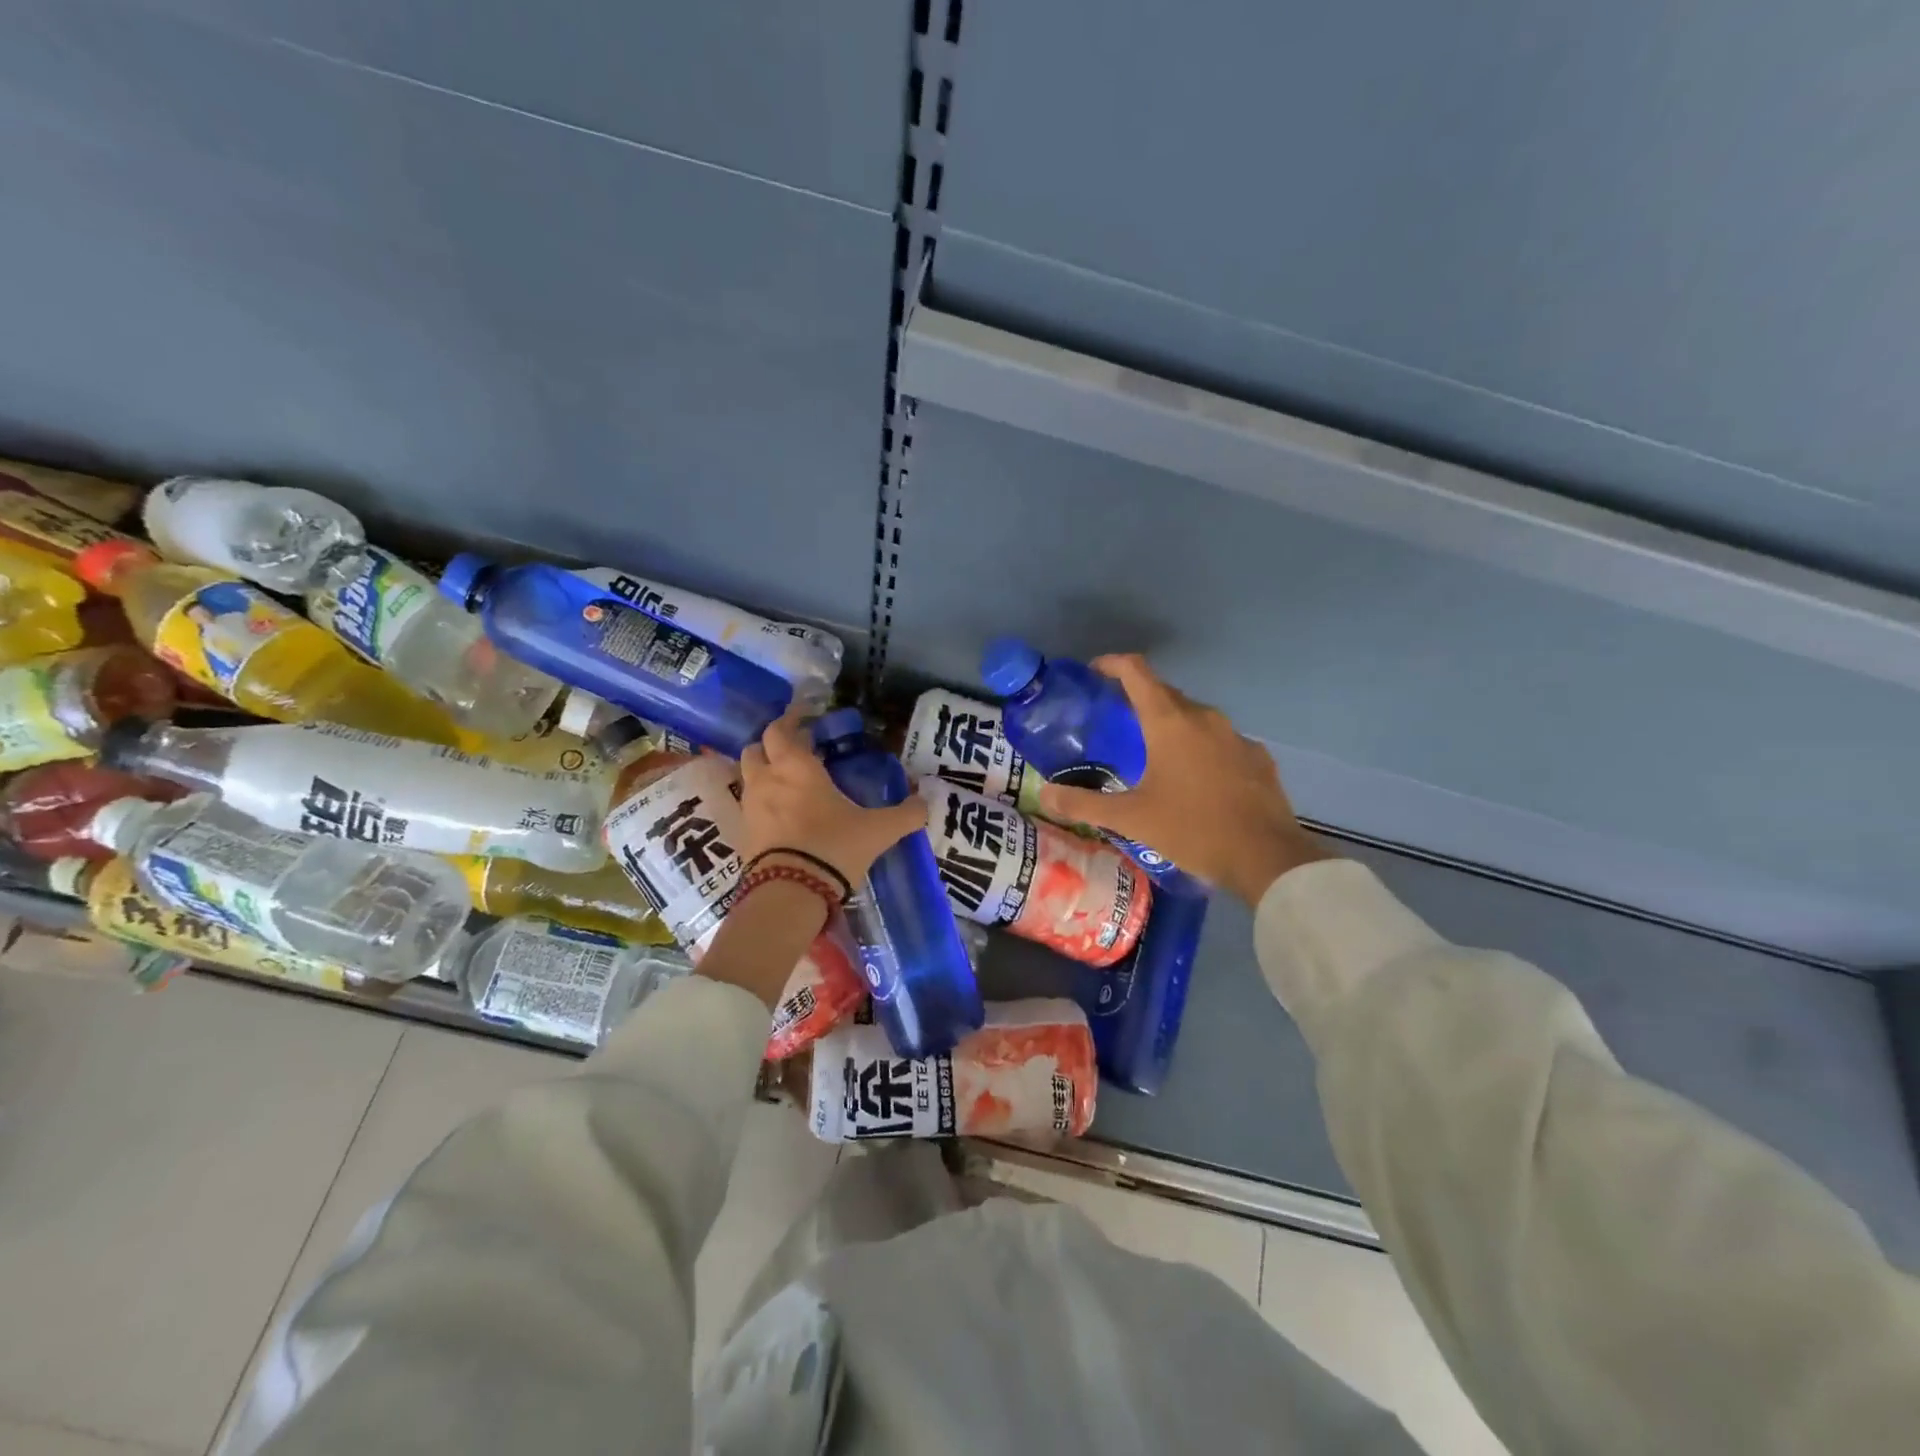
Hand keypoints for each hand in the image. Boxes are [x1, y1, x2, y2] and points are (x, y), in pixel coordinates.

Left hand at [738, 706, 927, 885]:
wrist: (790, 894)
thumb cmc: (833, 847)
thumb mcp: (878, 830)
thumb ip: (905, 814)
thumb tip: (925, 802)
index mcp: (797, 766)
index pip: (781, 729)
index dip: (791, 719)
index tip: (805, 716)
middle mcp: (767, 778)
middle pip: (757, 747)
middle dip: (773, 744)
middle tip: (797, 749)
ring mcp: (751, 806)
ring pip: (749, 775)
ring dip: (764, 771)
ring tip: (788, 781)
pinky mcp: (743, 834)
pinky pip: (749, 805)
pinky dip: (762, 801)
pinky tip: (783, 814)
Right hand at [1035, 655, 1337, 905]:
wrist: (1267, 858)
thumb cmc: (1192, 829)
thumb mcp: (1130, 819)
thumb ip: (1084, 803)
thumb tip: (1044, 794)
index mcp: (1170, 722)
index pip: (1137, 672)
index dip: (1113, 664)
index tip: (1094, 671)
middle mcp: (1204, 718)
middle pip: (1165, 693)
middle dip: (1138, 698)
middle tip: (1116, 719)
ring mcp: (1236, 736)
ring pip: (1195, 717)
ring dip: (1171, 724)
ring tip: (1153, 751)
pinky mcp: (1257, 757)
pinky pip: (1220, 741)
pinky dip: (1200, 748)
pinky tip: (1196, 778)